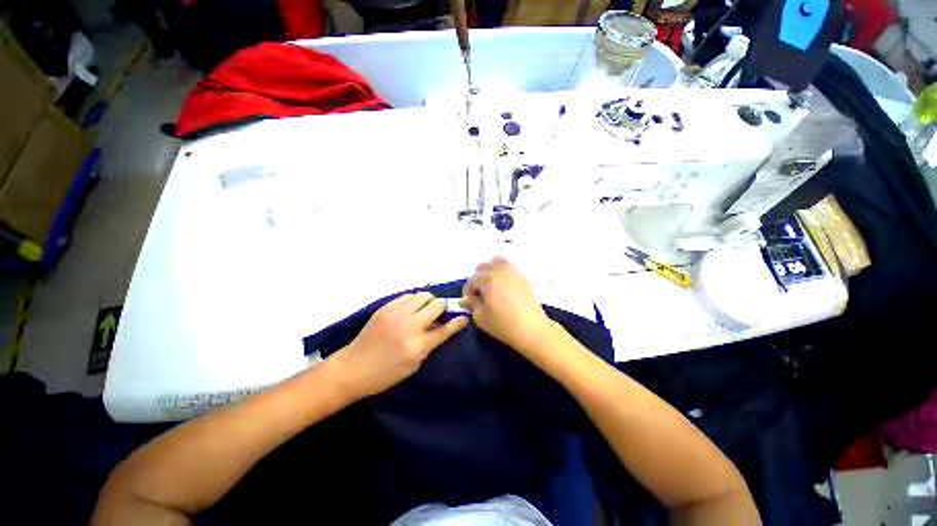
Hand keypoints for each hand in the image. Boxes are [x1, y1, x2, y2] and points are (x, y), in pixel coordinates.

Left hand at [329, 292, 468, 400]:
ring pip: (423, 295)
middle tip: (439, 313)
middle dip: (443, 307)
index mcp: (418, 346)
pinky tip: (410, 309)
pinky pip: (408, 296)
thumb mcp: (413, 365)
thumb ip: (430, 343)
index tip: (464, 317)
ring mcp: (396, 314)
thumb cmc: (385, 374)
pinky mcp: (386, 308)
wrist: (352, 368)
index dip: (458, 321)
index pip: (445, 328)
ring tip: (424, 309)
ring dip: (429, 301)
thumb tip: (440, 325)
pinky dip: (414, 300)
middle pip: (437, 304)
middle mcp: (410, 326)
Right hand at [460, 256, 553, 353]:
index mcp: (486, 279)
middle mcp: (498, 270)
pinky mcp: (522, 276)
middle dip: (477, 279)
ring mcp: (512, 271)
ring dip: (489, 271)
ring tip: (491, 286)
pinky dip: (501, 270)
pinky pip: (508, 265)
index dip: (467, 292)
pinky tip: (502, 284)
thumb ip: (471, 305)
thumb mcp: (481, 317)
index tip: (470, 302)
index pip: (470, 280)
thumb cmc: (503, 324)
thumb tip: (465, 299)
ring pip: (495, 261)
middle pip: (481, 267)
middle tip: (479, 294)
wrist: (532, 328)